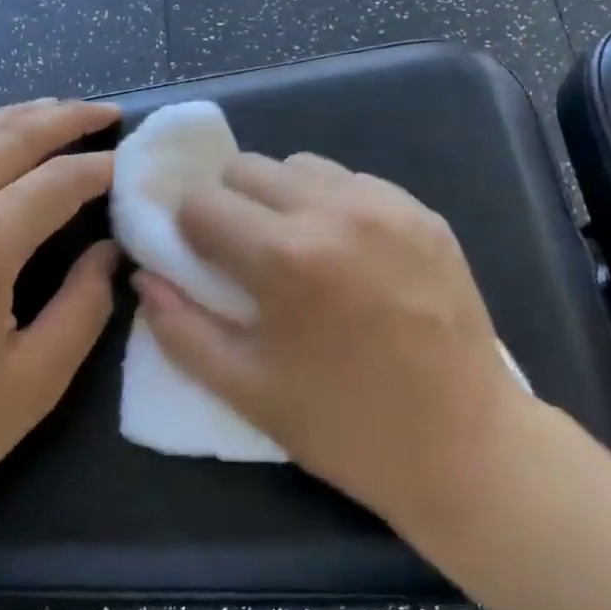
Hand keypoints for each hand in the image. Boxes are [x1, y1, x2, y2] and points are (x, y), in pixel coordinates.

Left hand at [0, 99, 121, 552]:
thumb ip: (83, 307)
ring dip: (13, 117)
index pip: (58, 182)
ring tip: (53, 110)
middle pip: (8, 139)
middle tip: (107, 112)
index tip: (136, 166)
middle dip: (65, 119)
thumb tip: (107, 254)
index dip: (103, 169)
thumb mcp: (33, 382)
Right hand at [134, 152, 528, 531]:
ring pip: (304, 166)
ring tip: (299, 251)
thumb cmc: (344, 427)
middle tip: (244, 255)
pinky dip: (334, 204)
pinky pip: (356, 182)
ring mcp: (388, 205)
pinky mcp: (425, 213)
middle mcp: (335, 210)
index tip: (199, 259)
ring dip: (283, 199)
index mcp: (285, 256)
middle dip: (231, 205)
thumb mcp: (246, 390)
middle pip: (249, 167)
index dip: (188, 230)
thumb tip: (147, 277)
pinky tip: (348, 254)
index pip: (203, 202)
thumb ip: (181, 328)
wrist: (463, 444)